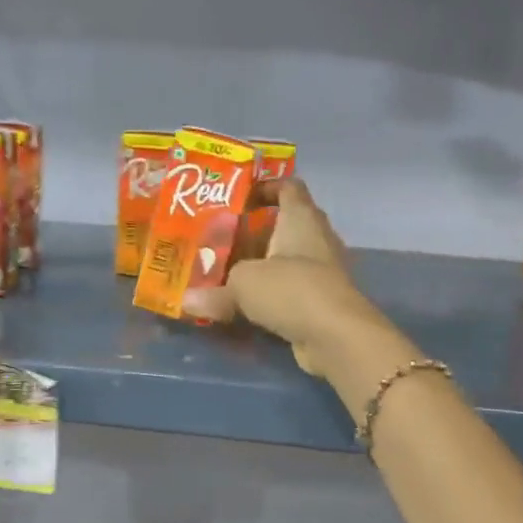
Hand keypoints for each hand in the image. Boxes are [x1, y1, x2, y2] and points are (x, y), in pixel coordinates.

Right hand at [183, 179, 394, 377]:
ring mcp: (321, 271)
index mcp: (300, 218)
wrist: (337, 336)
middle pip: (284, 225)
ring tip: (224, 270)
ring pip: (285, 260)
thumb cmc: (291, 290)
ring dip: (260, 264)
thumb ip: (214, 290)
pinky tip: (244, 303)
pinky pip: (289, 289)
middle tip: (219, 238)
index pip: (288, 186)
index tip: (237, 198)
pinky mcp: (320, 301)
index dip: (265, 187)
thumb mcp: (243, 284)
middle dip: (253, 231)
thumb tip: (185, 301)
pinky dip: (269, 293)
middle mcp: (315, 238)